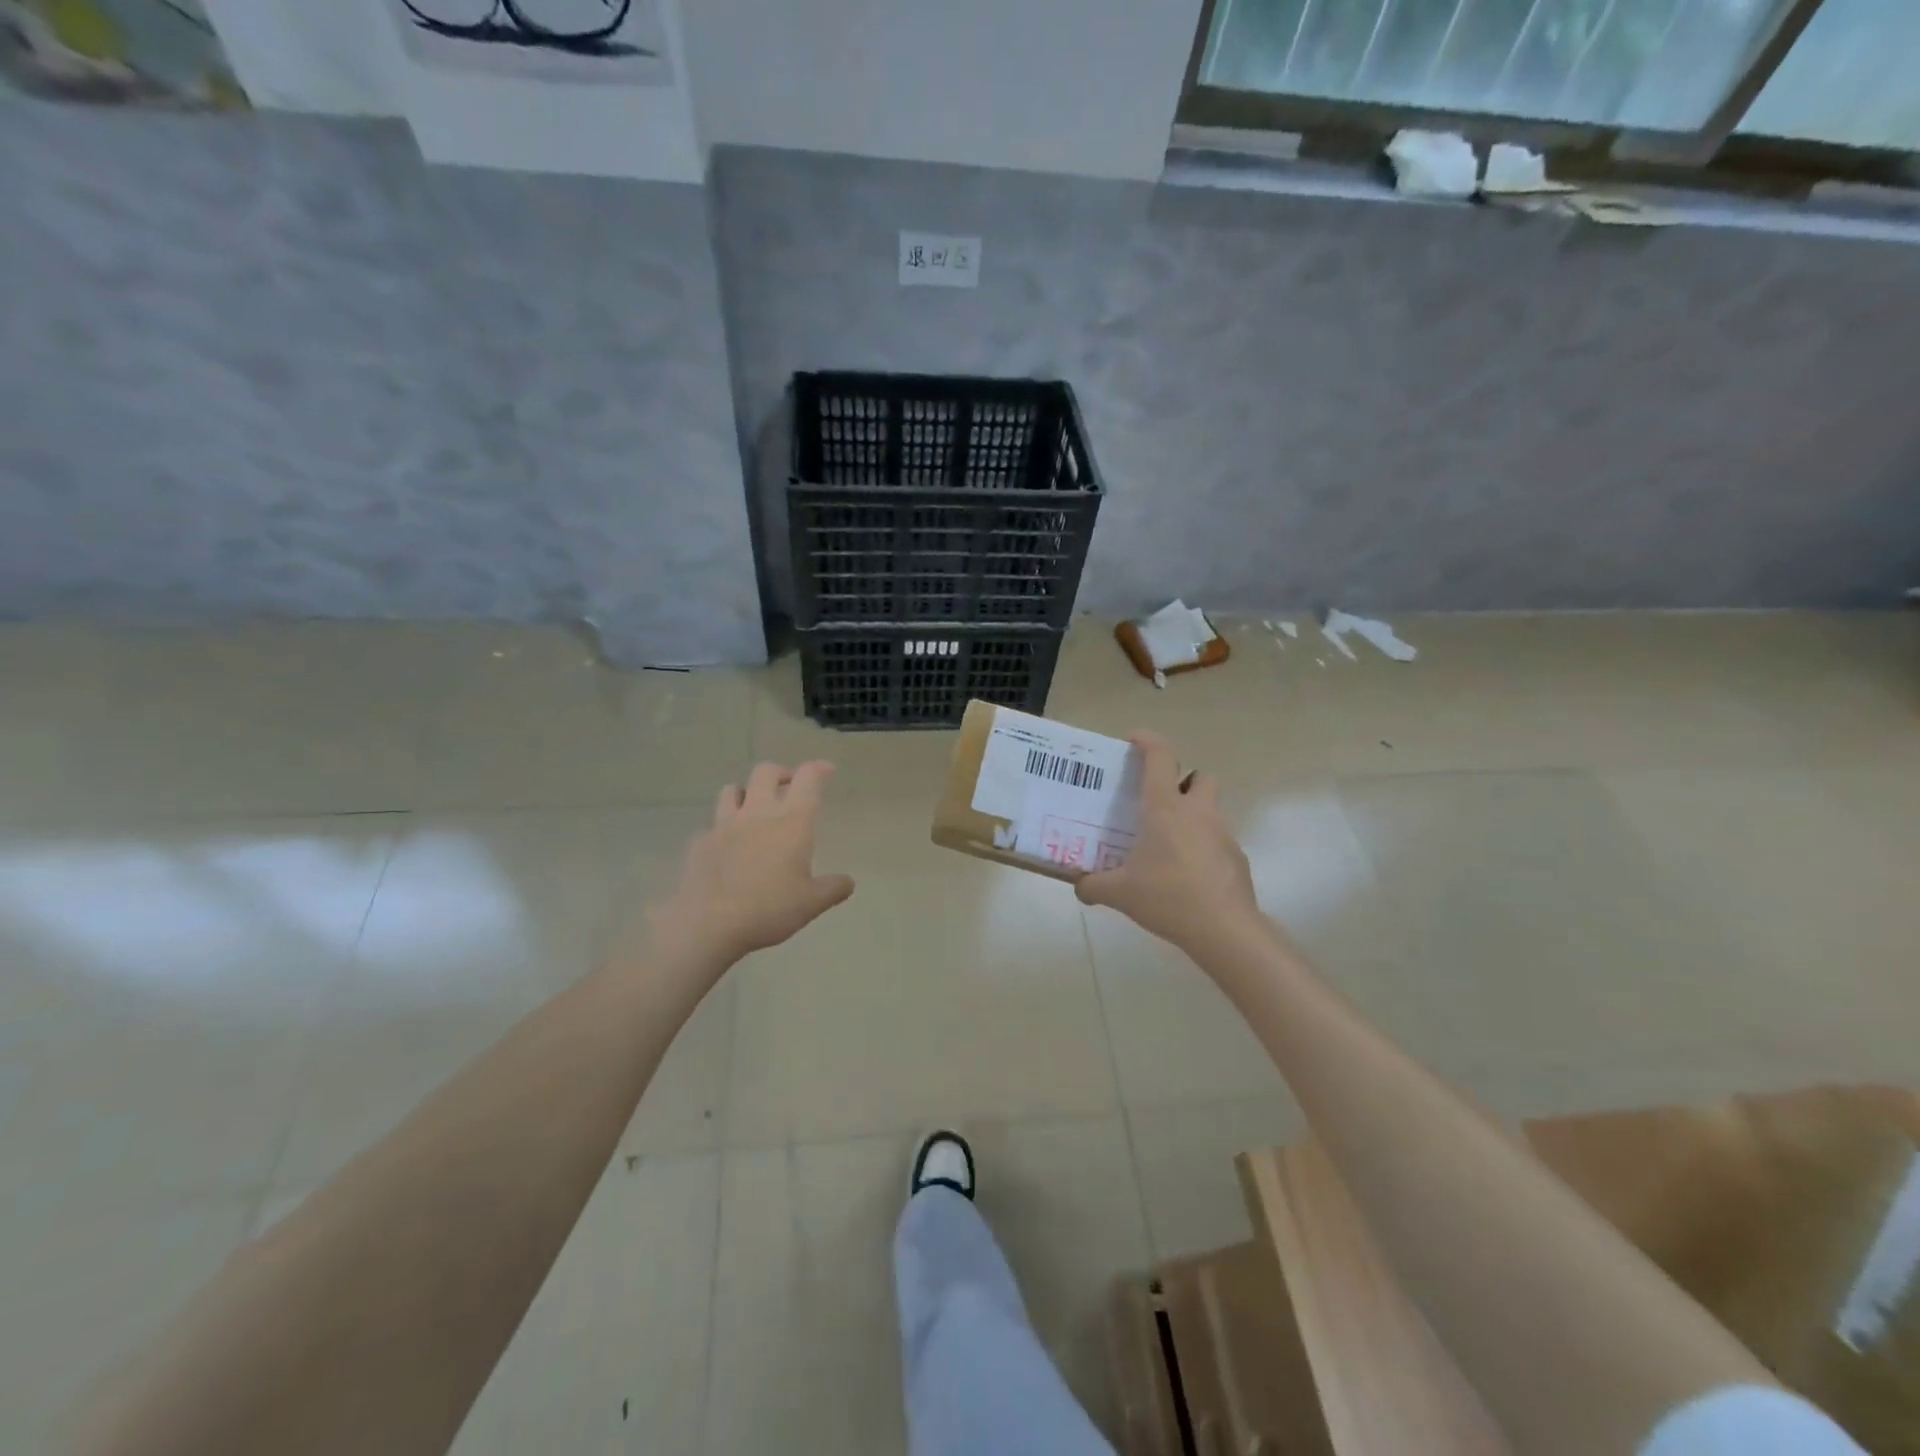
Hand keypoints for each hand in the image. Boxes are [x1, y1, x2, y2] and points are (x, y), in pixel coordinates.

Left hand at [649, 761, 854, 966]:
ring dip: (745, 793)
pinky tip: (726, 847)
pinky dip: (721, 829)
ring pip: (732, 789)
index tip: (826, 771)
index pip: (808, 778)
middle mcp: (758, 813)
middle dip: (780, 773)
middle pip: (766, 772)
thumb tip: (848, 882)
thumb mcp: (812, 903)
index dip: (818, 768)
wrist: (709, 925)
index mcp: (792, 822)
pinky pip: (711, 825)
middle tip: (789, 787)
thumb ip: (833, 888)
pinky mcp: (700, 842)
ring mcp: (724, 825)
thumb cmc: (769, 909)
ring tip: (753, 810)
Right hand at [1075, 732, 1261, 956]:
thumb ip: (1094, 886)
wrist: (1223, 930)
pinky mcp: (1237, 859)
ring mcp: (1222, 834)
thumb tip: (1079, 886)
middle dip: (1183, 781)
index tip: (1134, 739)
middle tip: (1161, 802)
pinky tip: (1187, 876)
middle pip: (1200, 777)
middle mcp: (1197, 812)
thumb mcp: (1120, 893)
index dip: (1147, 741)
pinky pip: (1218, 842)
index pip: (1160, 757)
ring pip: (1211, 810)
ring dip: (1193, 817)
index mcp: (1165, 808)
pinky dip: (1203, 849)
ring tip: (1169, 845)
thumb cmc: (1167, 897)